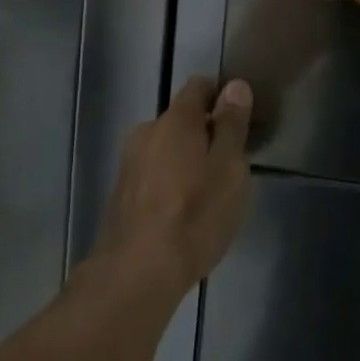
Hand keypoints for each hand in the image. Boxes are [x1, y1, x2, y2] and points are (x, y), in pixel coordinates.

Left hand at [93, 77, 253, 289]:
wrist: (136, 274)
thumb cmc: (194, 215)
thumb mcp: (229, 169)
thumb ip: (232, 125)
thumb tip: (235, 86)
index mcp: (175, 120)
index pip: (199, 86)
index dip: (221, 96)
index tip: (239, 120)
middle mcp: (146, 132)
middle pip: (181, 119)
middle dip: (205, 133)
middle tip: (229, 165)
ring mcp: (129, 163)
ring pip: (166, 149)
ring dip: (186, 160)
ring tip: (208, 194)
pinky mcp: (120, 194)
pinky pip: (153, 174)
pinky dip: (170, 183)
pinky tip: (183, 213)